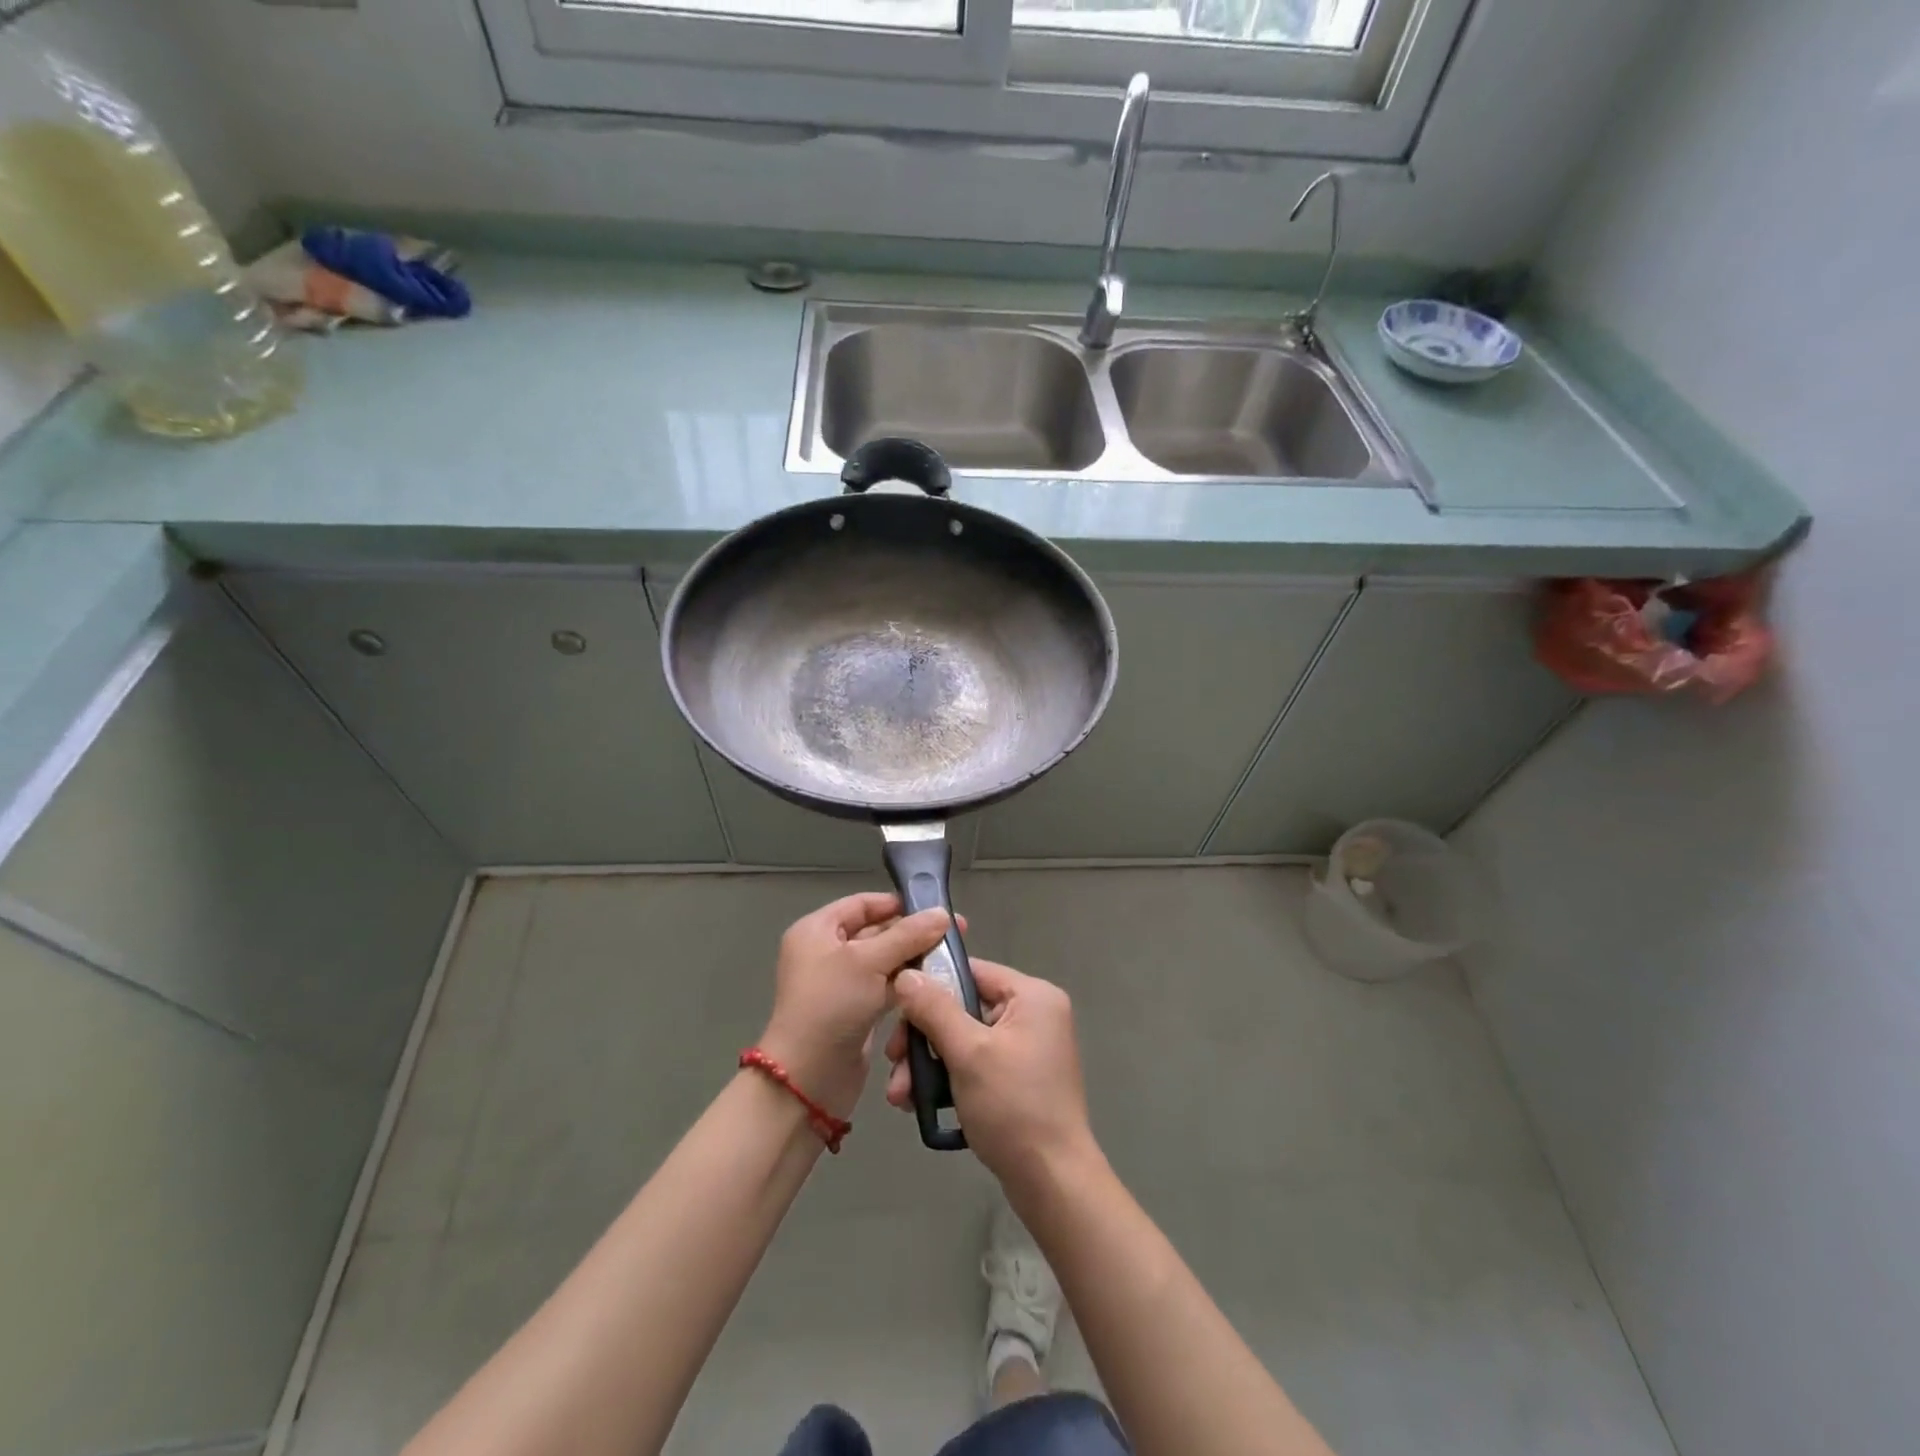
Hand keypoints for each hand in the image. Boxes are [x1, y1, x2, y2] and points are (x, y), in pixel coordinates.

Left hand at [759, 893, 956, 1120]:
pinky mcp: (854, 1011)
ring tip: (950, 960)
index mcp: (817, 930)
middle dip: (911, 934)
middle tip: (954, 935)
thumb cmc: (831, 1006)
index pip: (862, 904)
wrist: (808, 1079)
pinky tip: (934, 986)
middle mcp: (826, 952)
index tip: (935, 909)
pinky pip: (885, 988)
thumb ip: (908, 935)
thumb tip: (942, 914)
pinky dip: (906, 986)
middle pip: (876, 932)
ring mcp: (840, 984)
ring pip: (884, 962)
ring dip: (913, 961)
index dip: (897, 903)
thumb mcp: (869, 962)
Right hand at [885, 958, 1098, 1192]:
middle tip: (893, 1063)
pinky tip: (919, 1104)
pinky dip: (948, 1079)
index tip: (896, 1012)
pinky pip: (975, 1064)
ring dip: (928, 1064)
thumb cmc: (1013, 1107)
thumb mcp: (968, 1053)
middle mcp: (1034, 1014)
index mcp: (1032, 996)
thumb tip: (906, 976)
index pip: (972, 972)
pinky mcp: (1019, 1078)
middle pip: (963, 1008)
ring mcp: (1028, 1048)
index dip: (931, 986)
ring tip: (900, 1096)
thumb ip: (934, 1009)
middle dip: (923, 1038)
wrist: (1052, 1183)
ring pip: (964, 1040)